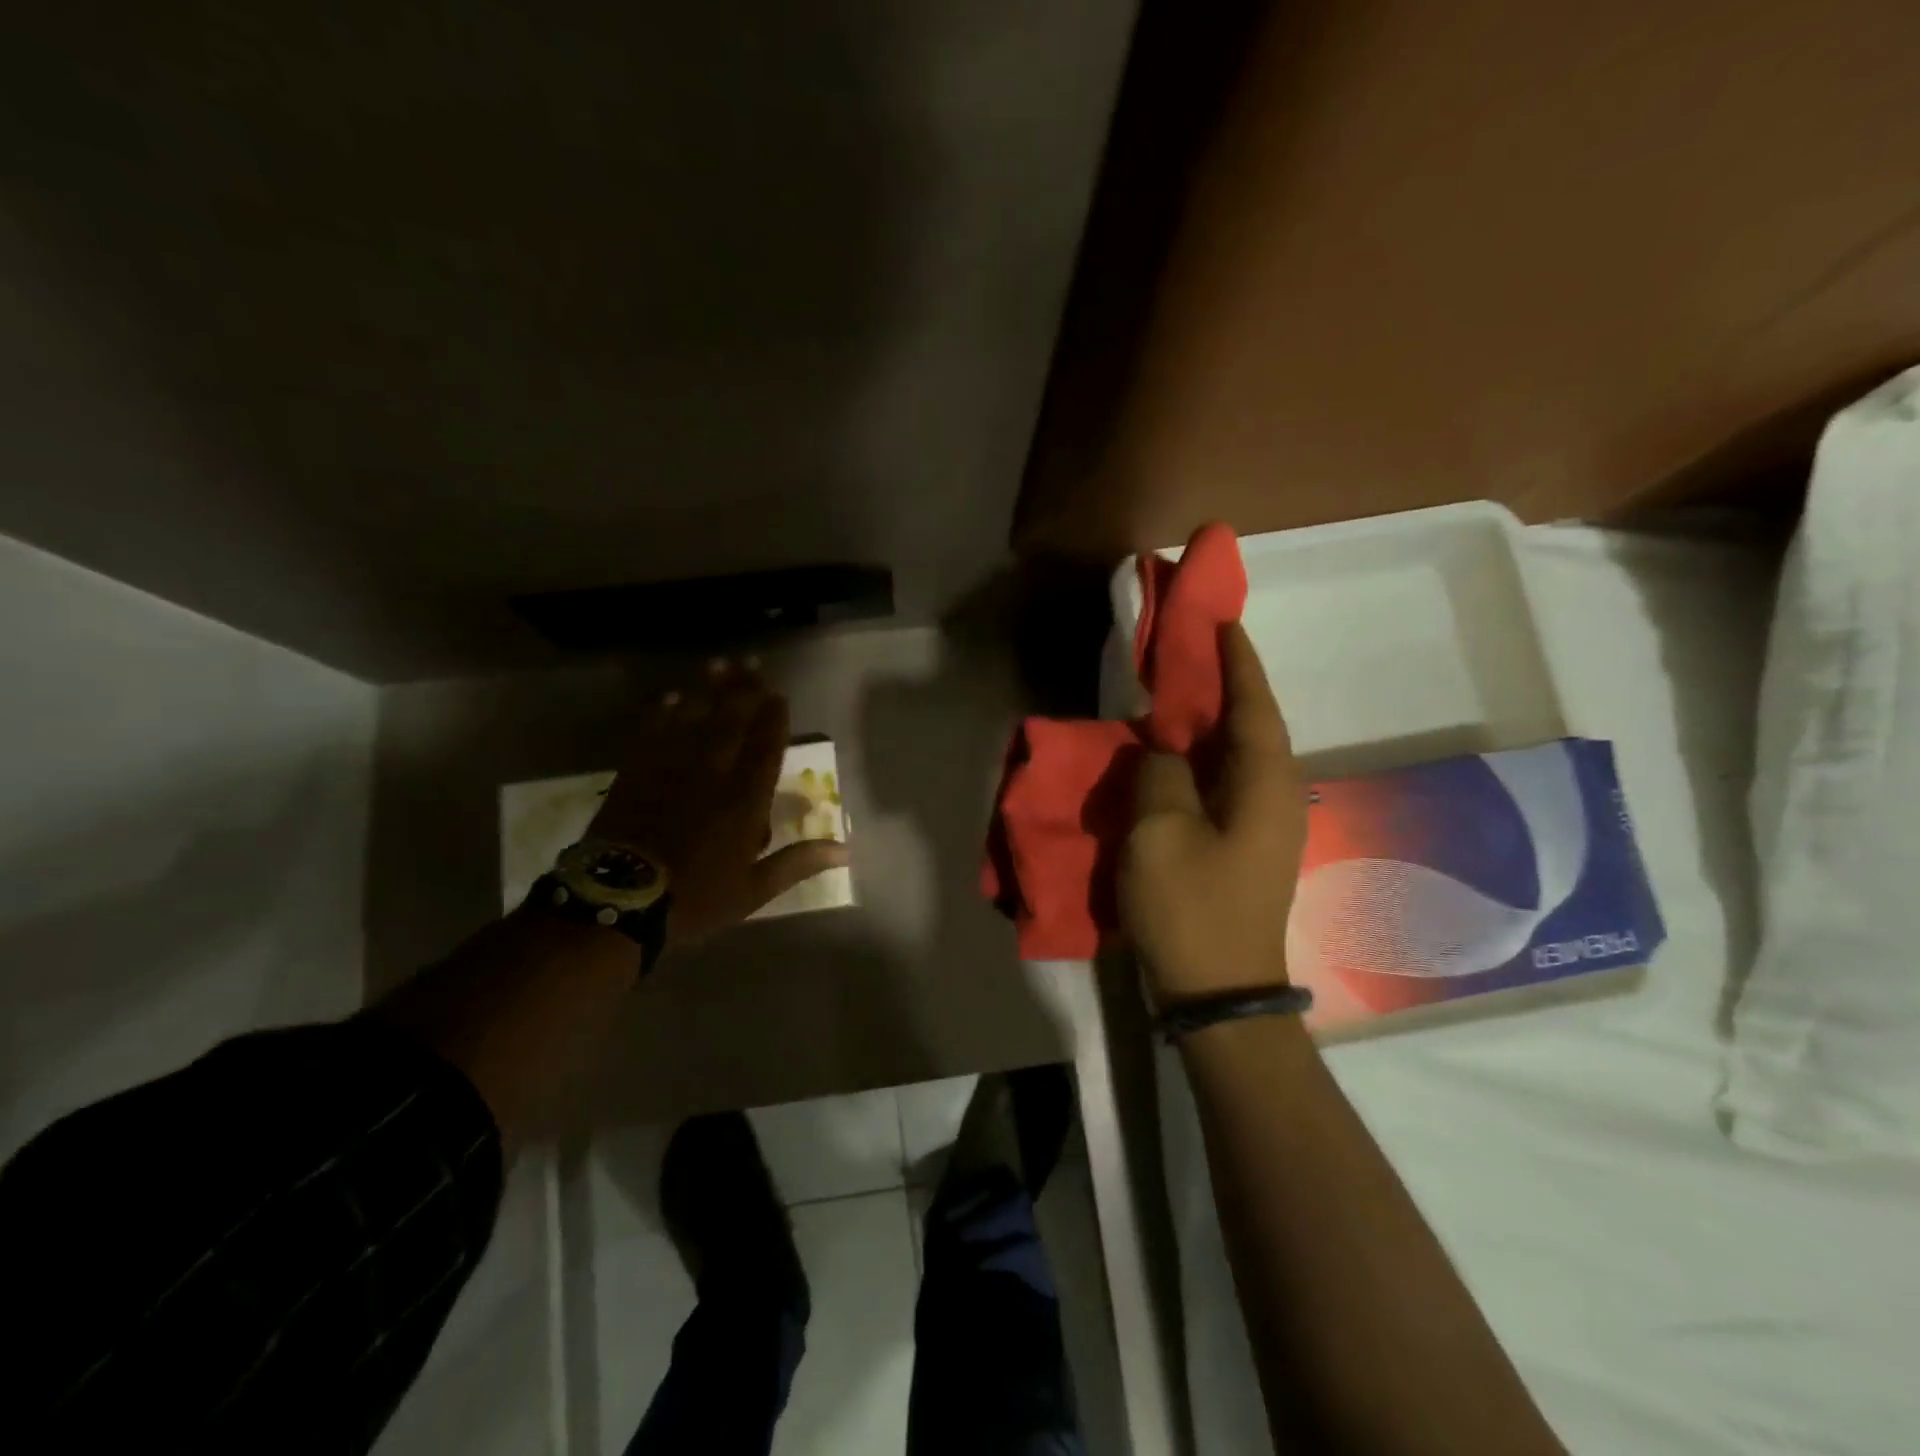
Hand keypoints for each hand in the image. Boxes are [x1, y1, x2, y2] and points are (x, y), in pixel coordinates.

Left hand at [588, 659, 848, 946]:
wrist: (618, 903)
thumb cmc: (694, 899)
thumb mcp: (753, 890)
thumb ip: (798, 863)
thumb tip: (845, 851)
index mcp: (744, 801)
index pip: (766, 749)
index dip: (773, 719)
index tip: (778, 694)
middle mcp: (712, 775)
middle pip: (731, 723)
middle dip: (744, 692)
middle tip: (751, 664)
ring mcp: (671, 770)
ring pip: (694, 720)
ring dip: (708, 691)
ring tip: (718, 665)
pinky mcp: (636, 774)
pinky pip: (653, 734)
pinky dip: (663, 714)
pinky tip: (672, 698)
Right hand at [1122, 622, 1307, 1006]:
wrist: (1218, 991)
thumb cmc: (1191, 907)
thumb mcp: (1160, 830)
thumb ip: (1161, 772)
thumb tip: (1164, 752)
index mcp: (1265, 783)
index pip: (1254, 705)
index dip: (1238, 661)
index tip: (1223, 621)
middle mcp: (1276, 796)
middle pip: (1252, 725)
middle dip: (1225, 685)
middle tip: (1190, 650)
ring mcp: (1263, 824)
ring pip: (1237, 755)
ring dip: (1210, 722)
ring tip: (1177, 692)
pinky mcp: (1244, 845)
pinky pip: (1224, 783)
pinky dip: (1200, 759)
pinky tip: (1173, 754)